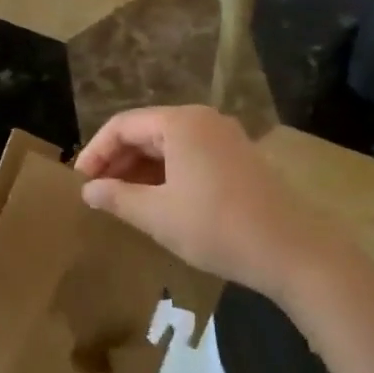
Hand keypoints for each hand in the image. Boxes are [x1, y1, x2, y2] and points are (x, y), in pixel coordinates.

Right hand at [74, 105, 327, 301]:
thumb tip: (88, 190)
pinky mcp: (238, 159)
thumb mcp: (158, 215)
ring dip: (140, 169)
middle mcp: (202, 120)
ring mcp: (224, 138)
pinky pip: (190, 156)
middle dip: (117, 160)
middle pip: (146, 131)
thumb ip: (117, 198)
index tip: (78, 181)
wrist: (295, 252)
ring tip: (121, 200)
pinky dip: (166, 174)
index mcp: (180, 123)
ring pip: (168, 145)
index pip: (122, 125)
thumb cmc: (218, 227)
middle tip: (96, 192)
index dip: (95, 151)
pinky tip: (157, 201)